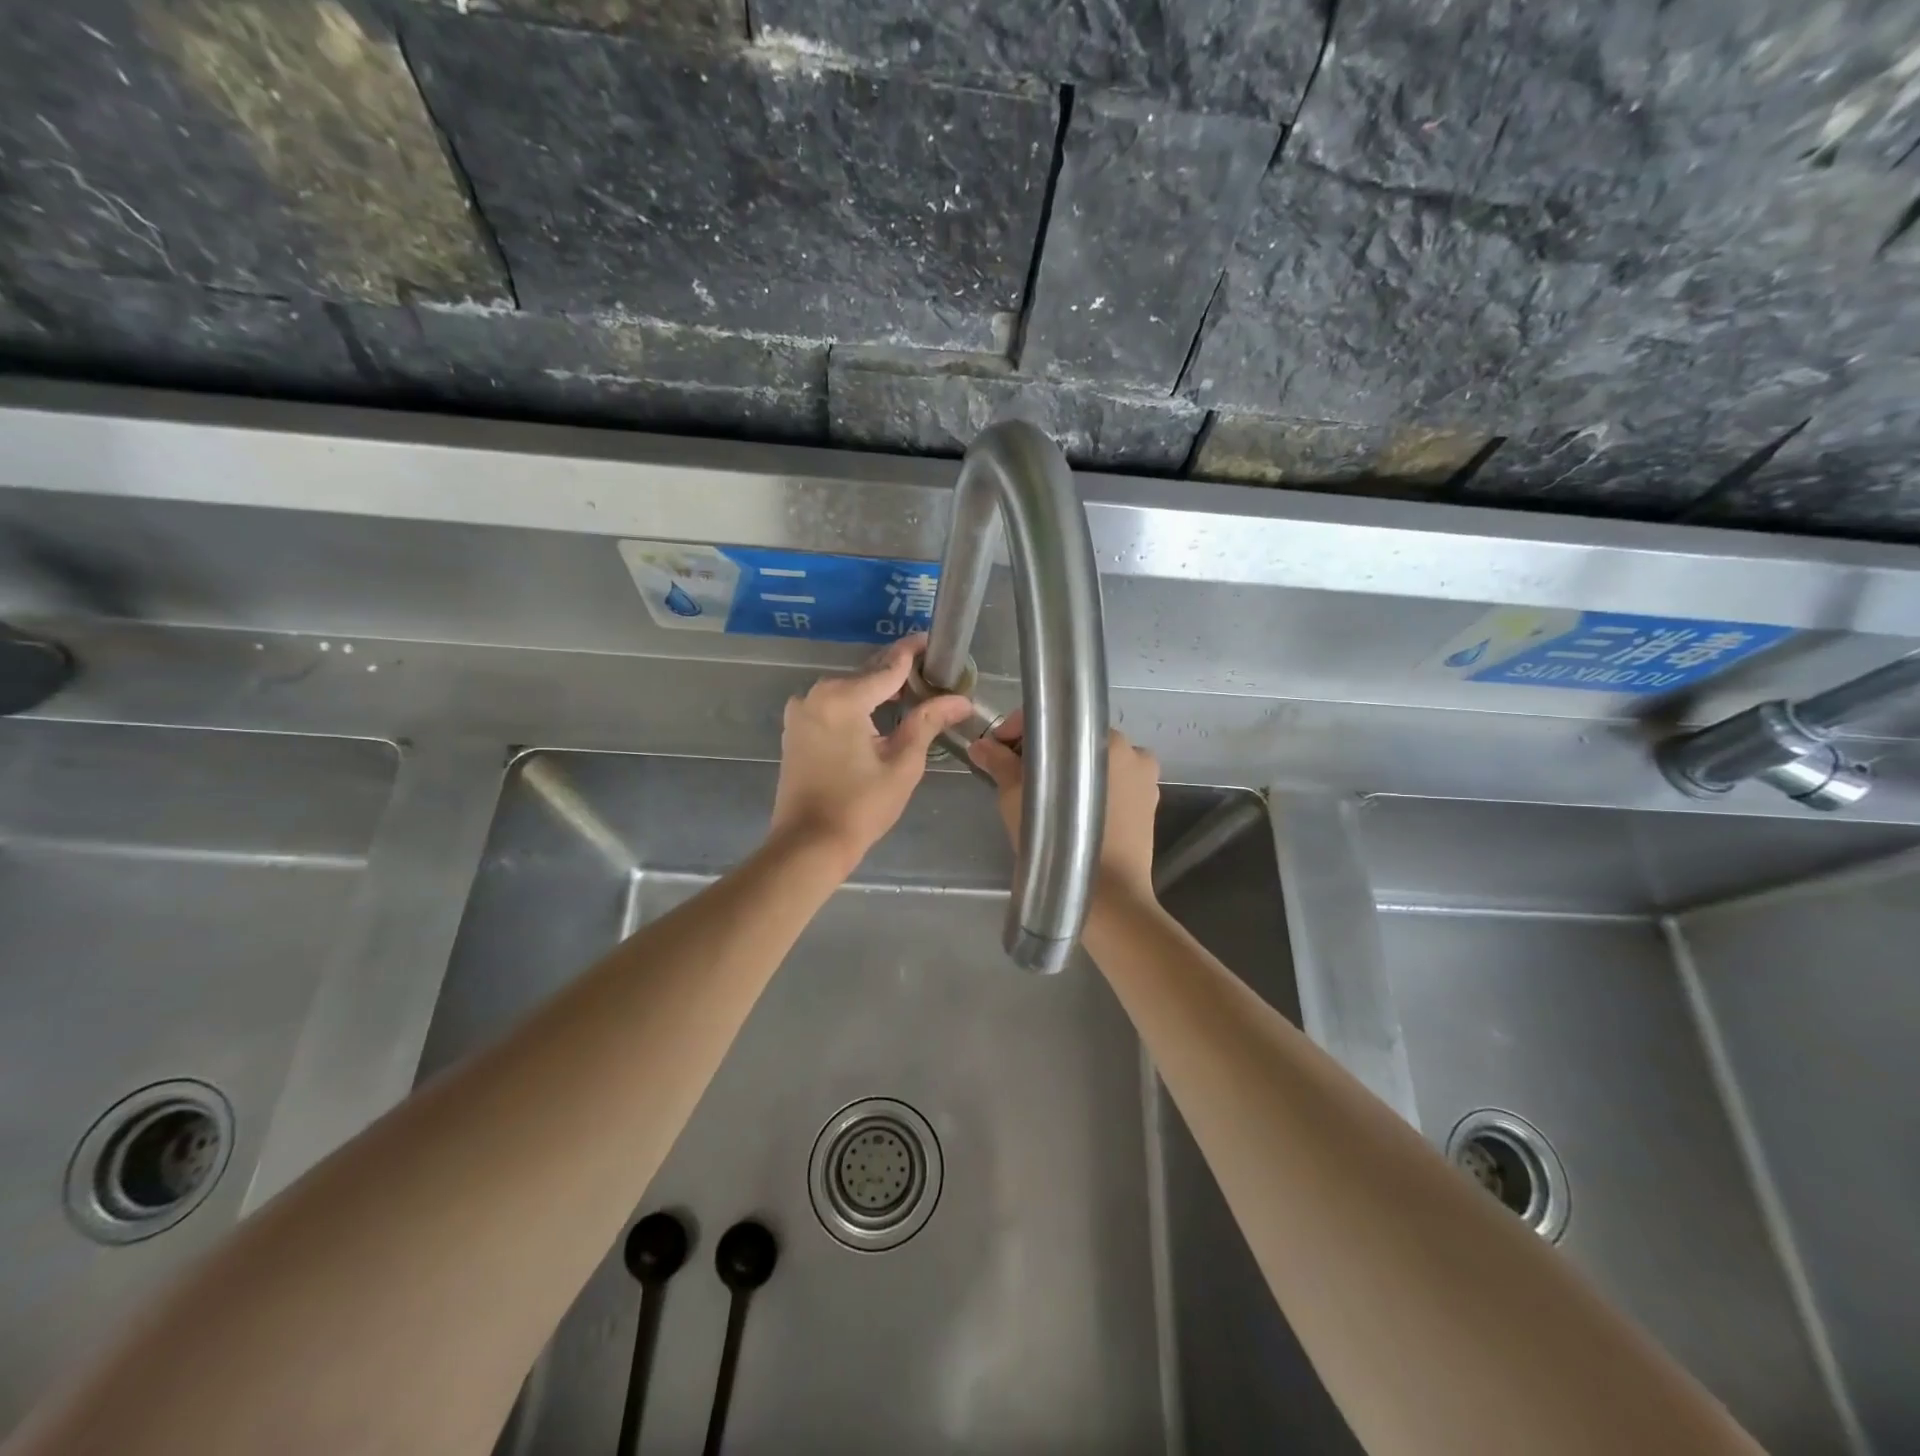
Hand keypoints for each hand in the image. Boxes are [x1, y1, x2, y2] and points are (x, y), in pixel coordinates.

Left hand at [769, 635, 972, 873]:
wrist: (809, 844)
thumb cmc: (861, 807)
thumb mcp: (903, 764)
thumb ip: (928, 722)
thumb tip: (961, 700)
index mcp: (843, 698)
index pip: (888, 667)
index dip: (913, 653)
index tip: (933, 642)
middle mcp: (816, 694)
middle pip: (866, 675)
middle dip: (897, 674)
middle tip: (930, 675)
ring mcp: (801, 711)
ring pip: (848, 691)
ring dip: (876, 692)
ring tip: (911, 696)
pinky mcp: (796, 729)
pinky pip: (832, 706)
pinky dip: (856, 707)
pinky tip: (878, 717)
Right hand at [968, 715, 1161, 905]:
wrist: (1109, 898)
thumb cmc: (1060, 842)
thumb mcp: (1017, 800)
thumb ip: (1000, 764)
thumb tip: (981, 745)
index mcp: (1101, 738)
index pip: (1051, 722)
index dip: (1016, 732)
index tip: (995, 751)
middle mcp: (1130, 749)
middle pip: (1074, 741)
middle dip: (1044, 754)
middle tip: (1016, 776)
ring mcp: (1145, 778)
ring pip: (1094, 763)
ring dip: (1070, 771)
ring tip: (1044, 796)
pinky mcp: (1150, 804)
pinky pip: (1115, 786)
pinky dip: (1093, 791)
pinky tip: (1074, 812)